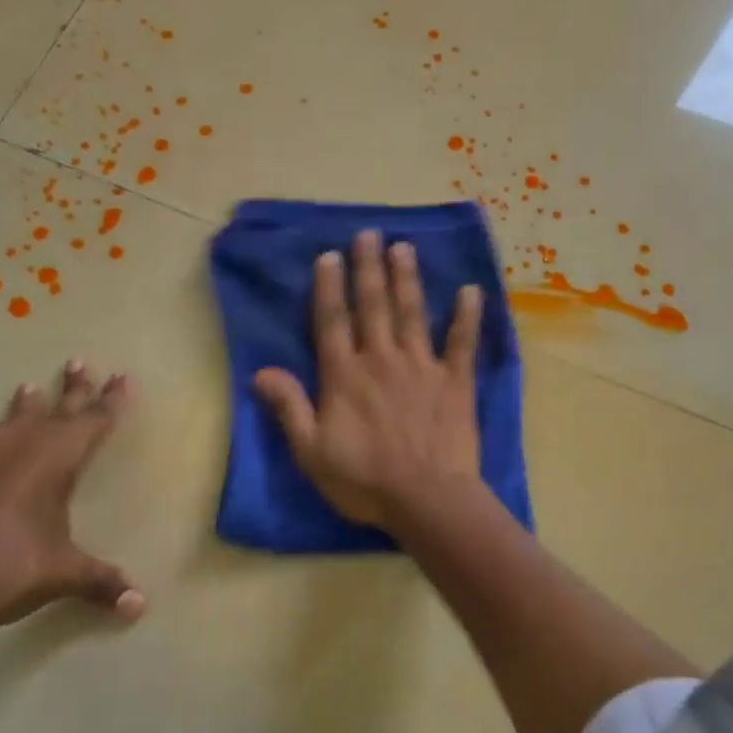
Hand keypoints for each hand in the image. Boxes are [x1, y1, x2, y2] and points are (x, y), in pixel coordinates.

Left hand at [0, 361, 143, 637]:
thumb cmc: (9, 570)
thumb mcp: (62, 575)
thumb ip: (102, 582)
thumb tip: (140, 606)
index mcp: (56, 456)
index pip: (94, 419)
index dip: (112, 399)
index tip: (122, 377)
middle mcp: (14, 439)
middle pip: (52, 405)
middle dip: (71, 386)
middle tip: (77, 362)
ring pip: (1, 424)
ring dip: (19, 413)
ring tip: (26, 393)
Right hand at [253, 228, 484, 530]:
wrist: (426, 498)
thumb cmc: (363, 480)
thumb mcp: (311, 451)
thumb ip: (289, 408)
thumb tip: (260, 372)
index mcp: (344, 375)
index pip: (332, 321)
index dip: (329, 287)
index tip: (330, 255)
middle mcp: (381, 359)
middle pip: (373, 306)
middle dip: (369, 268)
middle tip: (370, 234)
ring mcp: (422, 367)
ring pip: (412, 314)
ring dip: (407, 279)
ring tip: (404, 248)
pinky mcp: (455, 382)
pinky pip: (462, 343)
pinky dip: (467, 317)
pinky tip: (471, 291)